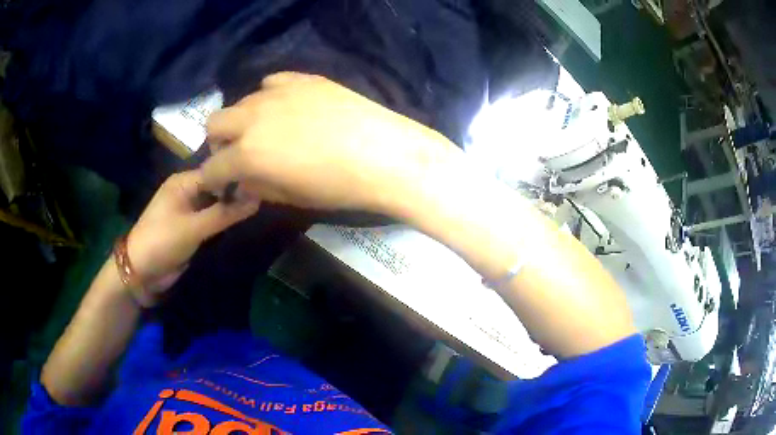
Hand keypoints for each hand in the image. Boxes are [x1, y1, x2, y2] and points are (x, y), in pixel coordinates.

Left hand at [127, 170, 258, 295]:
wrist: (141, 271)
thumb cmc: (163, 241)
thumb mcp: (194, 227)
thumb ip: (225, 214)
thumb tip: (257, 200)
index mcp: (183, 182)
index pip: (217, 171)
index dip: (237, 176)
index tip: (262, 183)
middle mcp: (187, 191)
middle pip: (217, 186)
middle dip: (236, 192)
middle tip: (264, 195)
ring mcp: (188, 209)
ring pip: (215, 203)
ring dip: (231, 207)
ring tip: (259, 206)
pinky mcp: (190, 227)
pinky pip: (211, 218)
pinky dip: (223, 220)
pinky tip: (241, 220)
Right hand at [201, 72, 458, 215]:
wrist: (384, 154)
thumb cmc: (338, 187)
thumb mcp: (290, 198)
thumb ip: (257, 187)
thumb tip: (243, 181)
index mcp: (247, 154)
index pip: (212, 167)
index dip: (212, 180)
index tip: (222, 185)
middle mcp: (252, 118)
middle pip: (214, 122)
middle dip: (219, 142)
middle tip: (238, 154)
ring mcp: (277, 93)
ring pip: (241, 101)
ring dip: (243, 119)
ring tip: (266, 130)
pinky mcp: (302, 79)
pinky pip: (271, 82)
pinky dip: (269, 97)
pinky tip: (287, 108)